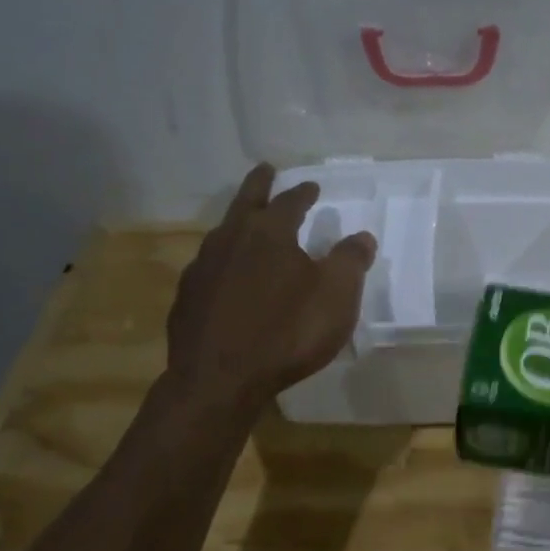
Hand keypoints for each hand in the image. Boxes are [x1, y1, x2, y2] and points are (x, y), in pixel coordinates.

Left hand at [163, 164, 376, 409]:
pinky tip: (228, 277)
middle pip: (245, 202)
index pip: (289, 201)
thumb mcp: (336, 296)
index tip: (312, 187)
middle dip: (259, 184)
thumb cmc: (287, 331)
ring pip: (222, 233)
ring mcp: (202, 268)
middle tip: (266, 170)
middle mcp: (230, 240)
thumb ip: (351, 261)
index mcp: (269, 232)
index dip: (303, 193)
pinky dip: (224, 262)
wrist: (219, 380)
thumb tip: (362, 236)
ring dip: (238, 223)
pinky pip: (209, 268)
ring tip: (247, 224)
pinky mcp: (187, 298)